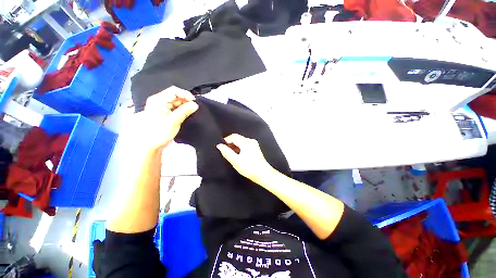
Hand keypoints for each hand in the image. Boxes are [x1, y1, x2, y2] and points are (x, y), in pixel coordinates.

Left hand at [124, 87, 198, 153]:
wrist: (151, 145)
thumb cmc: (159, 133)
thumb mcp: (173, 121)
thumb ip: (184, 111)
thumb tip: (195, 104)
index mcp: (157, 100)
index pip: (174, 91)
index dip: (185, 94)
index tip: (195, 102)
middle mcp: (159, 101)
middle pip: (176, 96)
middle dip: (186, 101)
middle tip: (194, 108)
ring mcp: (162, 107)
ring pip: (177, 102)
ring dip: (185, 106)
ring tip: (192, 112)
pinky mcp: (165, 112)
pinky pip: (176, 108)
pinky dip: (183, 110)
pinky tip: (187, 114)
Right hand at [216, 134, 274, 182]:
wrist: (263, 174)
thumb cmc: (249, 168)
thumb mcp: (235, 161)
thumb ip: (227, 152)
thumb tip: (219, 146)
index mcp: (246, 142)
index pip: (233, 136)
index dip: (226, 140)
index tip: (221, 146)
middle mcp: (251, 141)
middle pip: (238, 138)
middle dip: (231, 144)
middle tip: (225, 152)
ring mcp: (254, 145)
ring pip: (242, 142)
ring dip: (235, 146)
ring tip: (231, 155)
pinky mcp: (256, 149)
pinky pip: (246, 145)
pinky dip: (240, 148)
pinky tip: (239, 156)